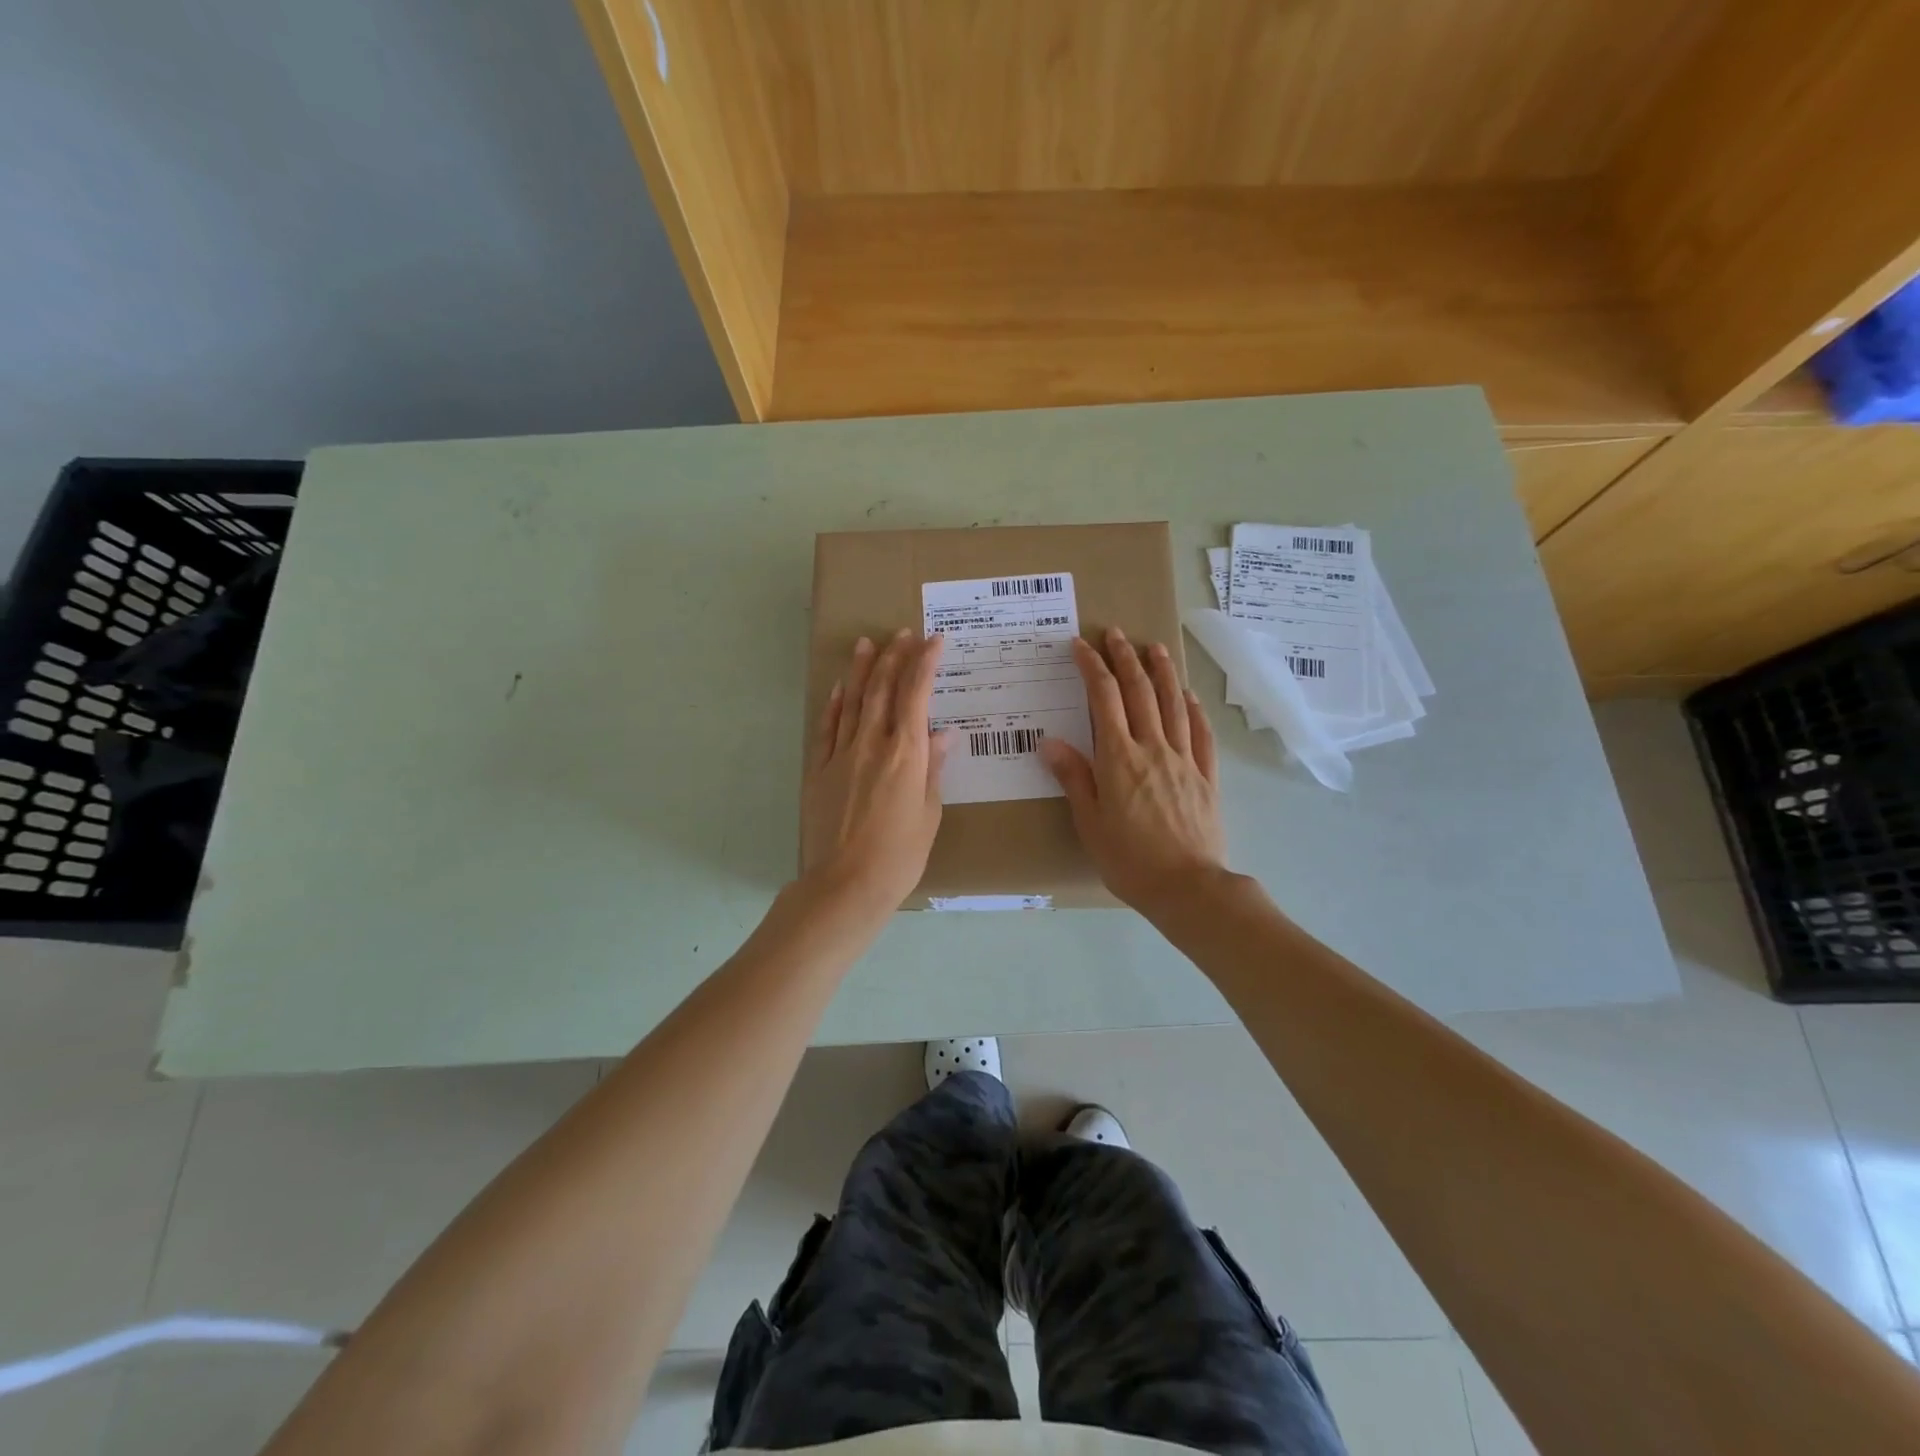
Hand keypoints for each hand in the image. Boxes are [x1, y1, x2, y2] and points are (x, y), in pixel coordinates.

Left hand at [801, 630, 951, 909]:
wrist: (845, 884)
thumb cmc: (900, 856)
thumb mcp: (929, 814)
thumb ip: (933, 770)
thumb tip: (943, 735)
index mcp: (907, 754)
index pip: (917, 695)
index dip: (925, 663)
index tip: (934, 640)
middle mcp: (873, 745)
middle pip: (882, 690)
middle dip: (893, 657)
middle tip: (901, 633)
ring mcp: (841, 755)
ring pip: (852, 702)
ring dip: (861, 671)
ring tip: (866, 644)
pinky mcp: (819, 771)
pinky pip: (827, 729)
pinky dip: (834, 705)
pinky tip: (838, 689)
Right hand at [1041, 627, 1227, 915]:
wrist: (1187, 887)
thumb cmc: (1129, 859)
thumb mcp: (1089, 822)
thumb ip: (1073, 777)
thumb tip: (1050, 742)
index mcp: (1119, 758)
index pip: (1104, 699)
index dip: (1092, 668)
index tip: (1081, 645)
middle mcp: (1153, 748)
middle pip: (1140, 692)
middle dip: (1126, 658)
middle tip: (1116, 634)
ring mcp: (1185, 760)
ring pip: (1174, 704)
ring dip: (1163, 672)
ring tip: (1155, 647)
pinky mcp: (1207, 776)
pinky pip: (1202, 733)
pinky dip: (1194, 709)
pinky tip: (1189, 696)